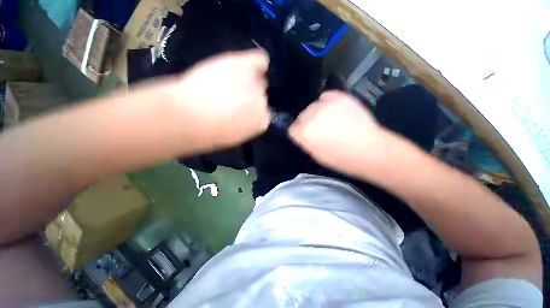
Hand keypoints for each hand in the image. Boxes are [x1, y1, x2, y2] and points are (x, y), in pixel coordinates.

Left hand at [174, 49, 270, 149]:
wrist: (188, 117)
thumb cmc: (208, 134)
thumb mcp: (234, 136)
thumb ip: (247, 124)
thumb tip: (248, 114)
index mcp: (261, 122)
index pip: (263, 113)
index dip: (252, 111)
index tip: (240, 111)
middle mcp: (263, 103)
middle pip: (261, 94)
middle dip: (250, 95)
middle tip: (232, 95)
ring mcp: (255, 84)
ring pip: (259, 78)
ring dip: (249, 79)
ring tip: (231, 80)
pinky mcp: (244, 65)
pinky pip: (261, 60)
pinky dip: (258, 61)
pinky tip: (249, 64)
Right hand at [289, 90, 384, 175]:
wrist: (369, 150)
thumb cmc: (340, 158)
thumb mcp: (316, 155)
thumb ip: (305, 142)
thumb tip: (302, 134)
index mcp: (303, 132)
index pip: (292, 129)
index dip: (299, 134)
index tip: (306, 137)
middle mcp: (310, 116)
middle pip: (301, 116)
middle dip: (307, 123)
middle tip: (319, 130)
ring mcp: (324, 105)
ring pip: (312, 106)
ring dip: (317, 114)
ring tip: (330, 120)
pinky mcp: (339, 97)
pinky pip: (325, 97)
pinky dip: (327, 102)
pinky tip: (334, 110)